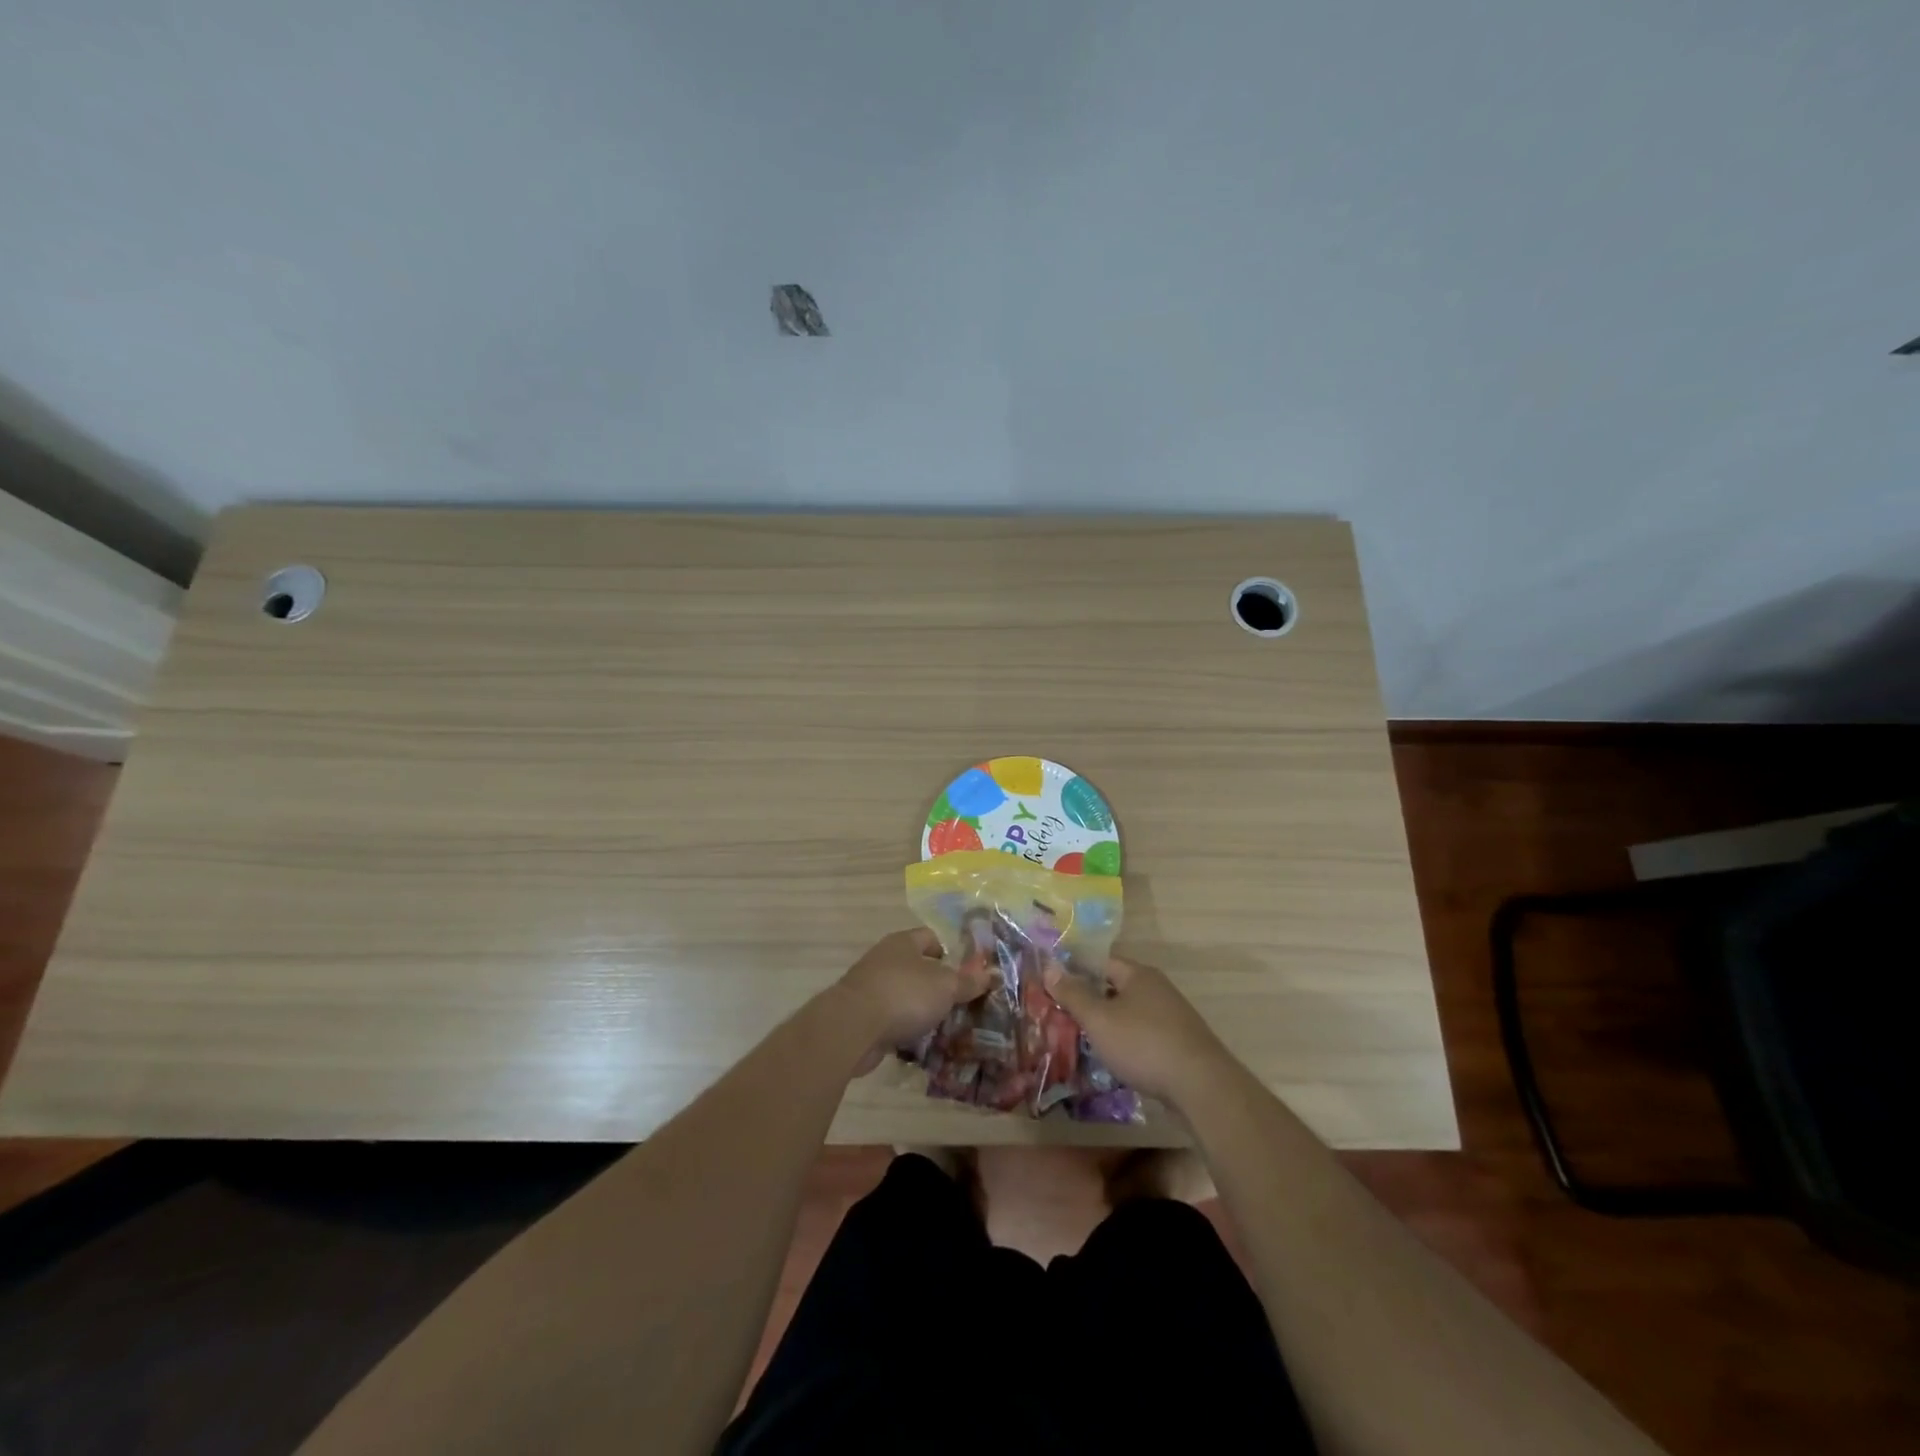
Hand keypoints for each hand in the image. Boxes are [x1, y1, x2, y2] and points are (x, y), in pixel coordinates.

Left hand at [835, 928, 992, 1070]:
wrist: (852, 1028)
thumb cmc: (904, 995)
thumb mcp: (945, 986)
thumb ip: (968, 981)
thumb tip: (991, 974)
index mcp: (903, 943)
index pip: (931, 938)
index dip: (951, 952)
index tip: (969, 973)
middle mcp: (885, 960)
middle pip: (918, 968)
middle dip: (938, 986)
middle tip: (963, 1004)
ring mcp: (870, 988)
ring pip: (905, 996)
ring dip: (921, 1010)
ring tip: (947, 1027)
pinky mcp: (862, 1016)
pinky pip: (892, 1020)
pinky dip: (906, 1030)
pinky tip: (922, 1045)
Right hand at [1043, 956, 1232, 1106]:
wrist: (1201, 1086)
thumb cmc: (1143, 1044)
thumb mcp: (1099, 1019)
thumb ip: (1073, 994)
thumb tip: (1050, 967)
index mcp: (1139, 975)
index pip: (1101, 962)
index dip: (1076, 970)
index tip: (1053, 985)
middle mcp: (1157, 989)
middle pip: (1115, 988)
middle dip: (1090, 1001)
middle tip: (1061, 1015)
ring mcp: (1172, 1017)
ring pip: (1129, 1014)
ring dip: (1107, 1025)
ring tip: (1081, 1041)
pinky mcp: (1179, 1044)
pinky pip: (1143, 1036)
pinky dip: (1126, 1043)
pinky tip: (1114, 1061)